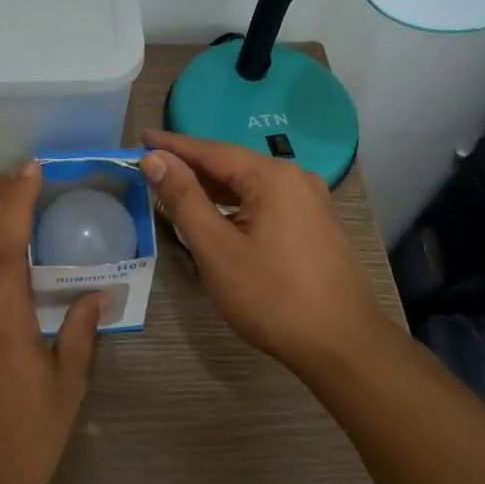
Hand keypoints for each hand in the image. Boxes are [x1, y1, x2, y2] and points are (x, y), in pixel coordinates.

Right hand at [141, 130, 396, 372]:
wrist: (343, 346)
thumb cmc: (272, 297)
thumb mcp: (216, 248)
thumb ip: (183, 199)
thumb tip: (155, 159)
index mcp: (272, 177)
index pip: (210, 150)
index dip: (172, 145)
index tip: (141, 137)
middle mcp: (295, 179)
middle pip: (232, 164)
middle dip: (191, 164)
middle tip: (152, 163)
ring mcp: (311, 202)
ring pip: (250, 185)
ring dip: (213, 186)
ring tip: (176, 186)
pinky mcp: (316, 225)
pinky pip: (266, 202)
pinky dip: (235, 203)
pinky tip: (218, 214)